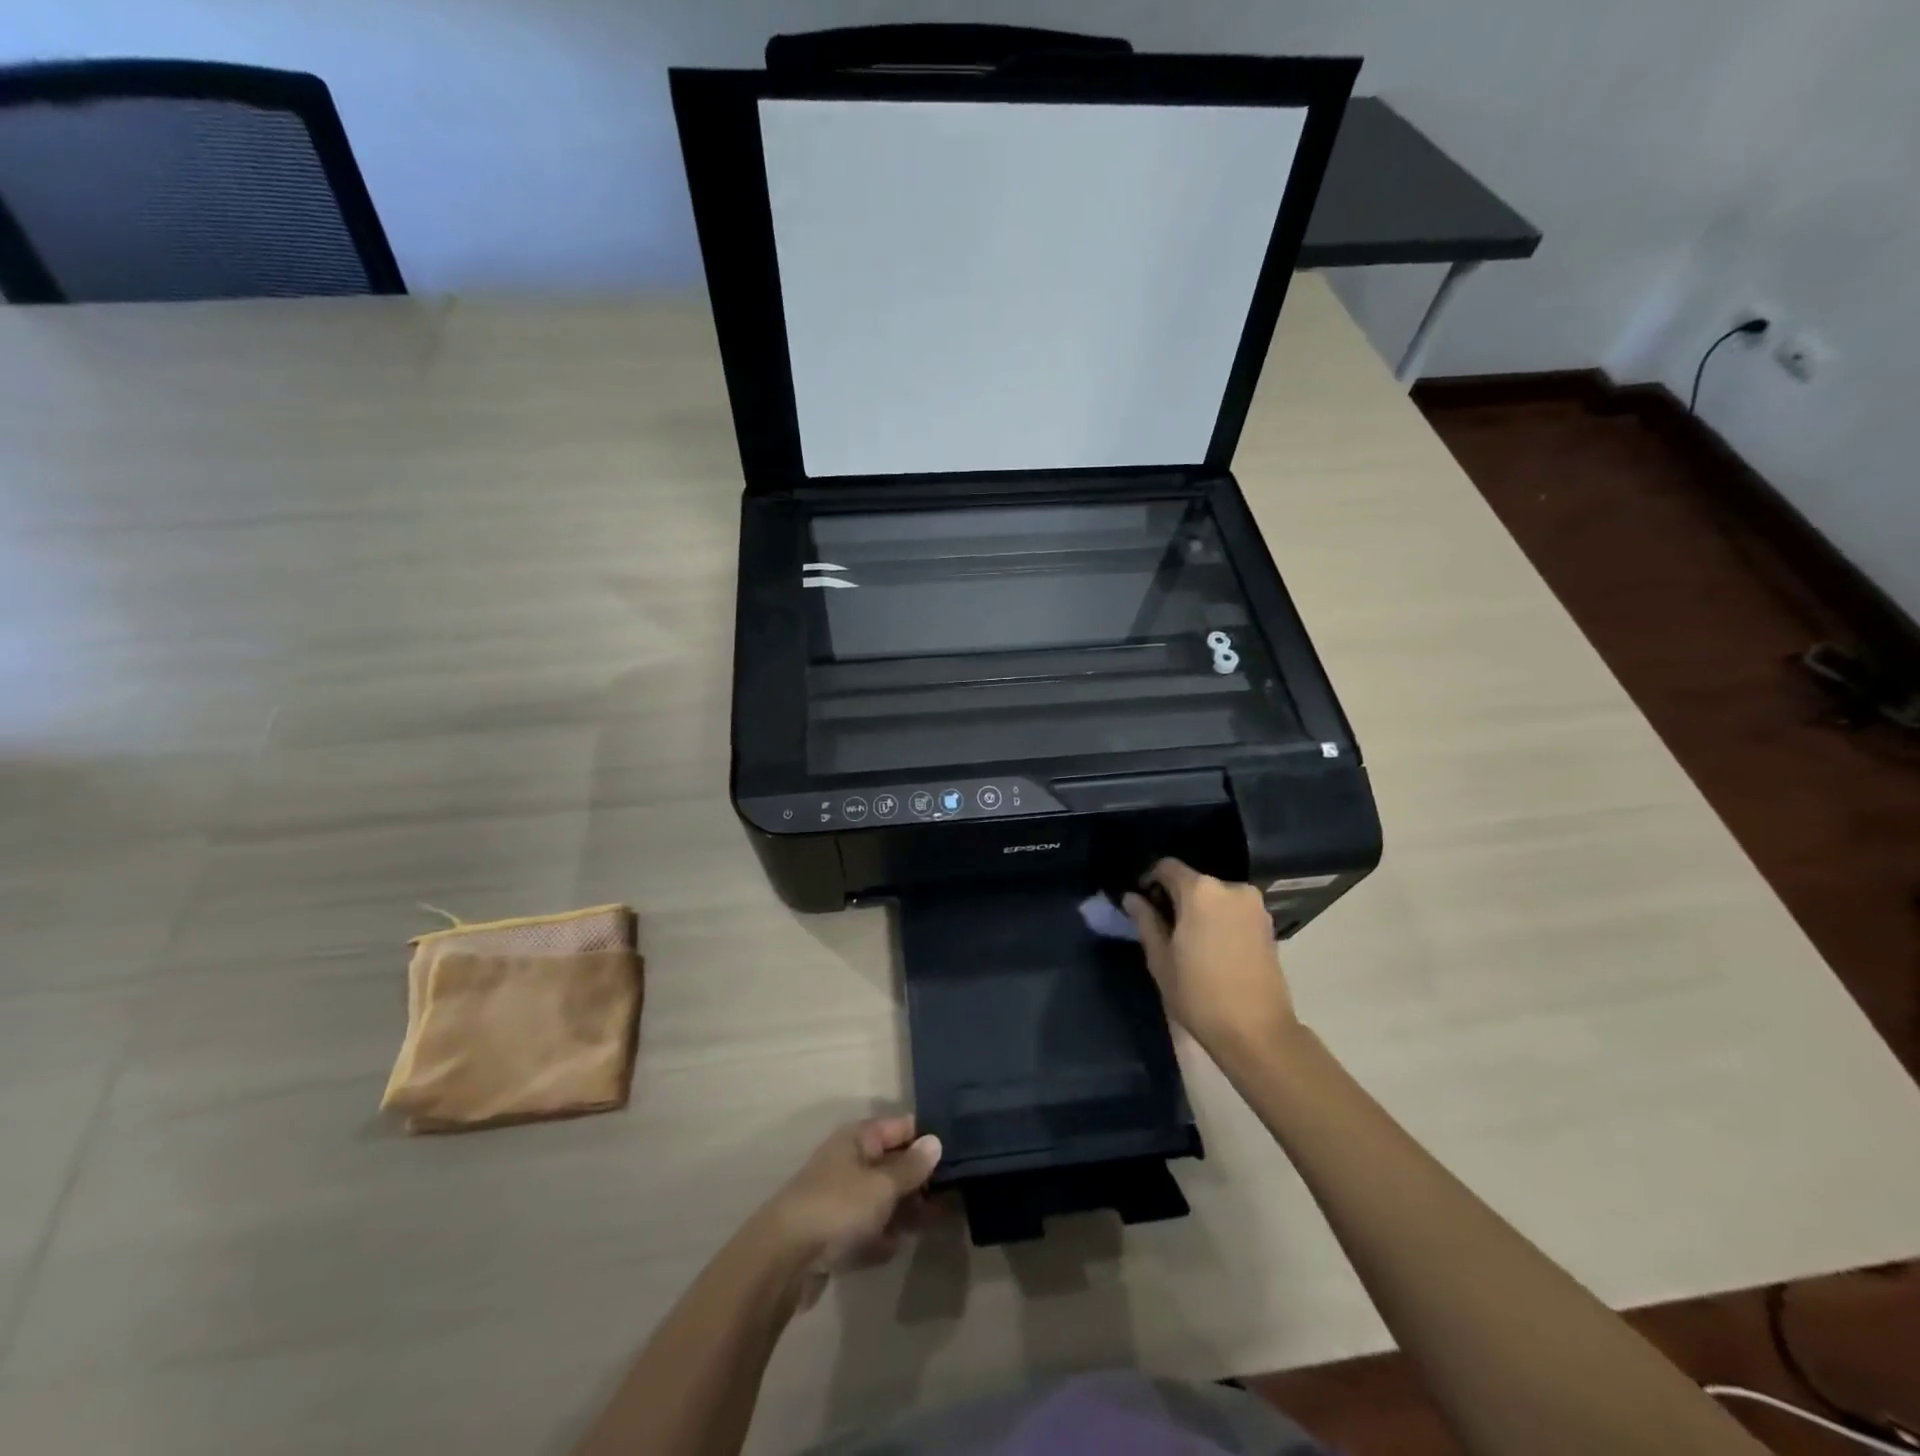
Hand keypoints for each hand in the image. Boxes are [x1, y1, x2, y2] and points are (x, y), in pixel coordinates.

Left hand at [756, 1116, 942, 1308]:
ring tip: (930, 1224)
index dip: (927, 1139)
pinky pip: (864, 1230)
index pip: (900, 1127)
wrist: (782, 1260)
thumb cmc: (838, 1208)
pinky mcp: (830, 1234)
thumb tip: (935, 1141)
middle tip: (950, 1198)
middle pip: (891, 1165)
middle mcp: (848, 1162)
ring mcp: (838, 1199)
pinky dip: (878, 1238)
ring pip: (879, 1200)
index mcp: (858, 1139)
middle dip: (918, 1181)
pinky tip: (892, 1249)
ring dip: (902, 1212)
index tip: (958, 1156)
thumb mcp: (882, 1185)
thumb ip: (911, 1167)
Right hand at [1124, 859, 1297, 1056]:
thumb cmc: (1199, 995)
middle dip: (1176, 897)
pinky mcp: (1268, 924)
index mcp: (1200, 891)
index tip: (1142, 902)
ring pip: (1215, 896)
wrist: (1257, 1032)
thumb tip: (1132, 898)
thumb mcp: (1160, 959)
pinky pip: (1234, 910)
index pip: (1167, 867)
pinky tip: (1212, 947)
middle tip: (1163, 926)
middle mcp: (1231, 888)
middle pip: (1194, 881)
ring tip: (1189, 940)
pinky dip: (1219, 919)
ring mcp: (1254, 906)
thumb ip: (1145, 921)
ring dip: (1199, 909)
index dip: (1150, 880)